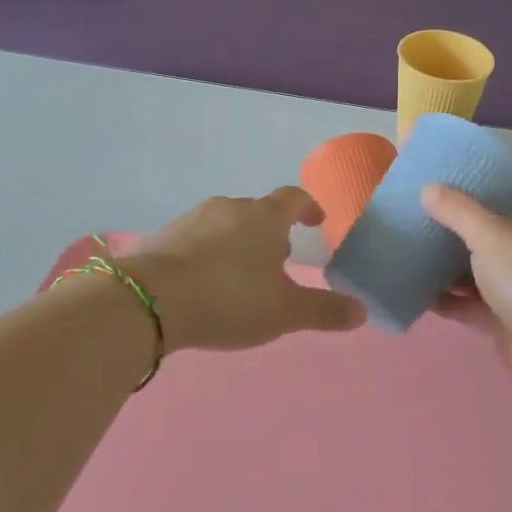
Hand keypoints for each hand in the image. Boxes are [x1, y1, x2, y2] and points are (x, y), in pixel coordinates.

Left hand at [120, 188, 365, 352]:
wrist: (149, 300)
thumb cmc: (229, 299)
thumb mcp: (284, 312)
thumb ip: (324, 311)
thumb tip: (362, 311)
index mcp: (264, 218)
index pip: (293, 199)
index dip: (308, 208)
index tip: (315, 221)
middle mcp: (229, 208)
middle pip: (258, 212)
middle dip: (271, 233)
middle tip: (278, 262)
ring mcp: (193, 218)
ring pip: (226, 224)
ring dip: (239, 243)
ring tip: (240, 276)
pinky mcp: (163, 236)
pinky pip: (196, 239)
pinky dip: (208, 254)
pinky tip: (204, 283)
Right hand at [421, 175, 511, 391]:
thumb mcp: (491, 235)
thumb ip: (459, 212)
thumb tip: (428, 188)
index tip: (495, 169)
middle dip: (479, 221)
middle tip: (442, 208)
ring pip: (490, 270)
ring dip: (460, 264)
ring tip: (423, 249)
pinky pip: (476, 306)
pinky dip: (453, 301)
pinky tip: (422, 294)